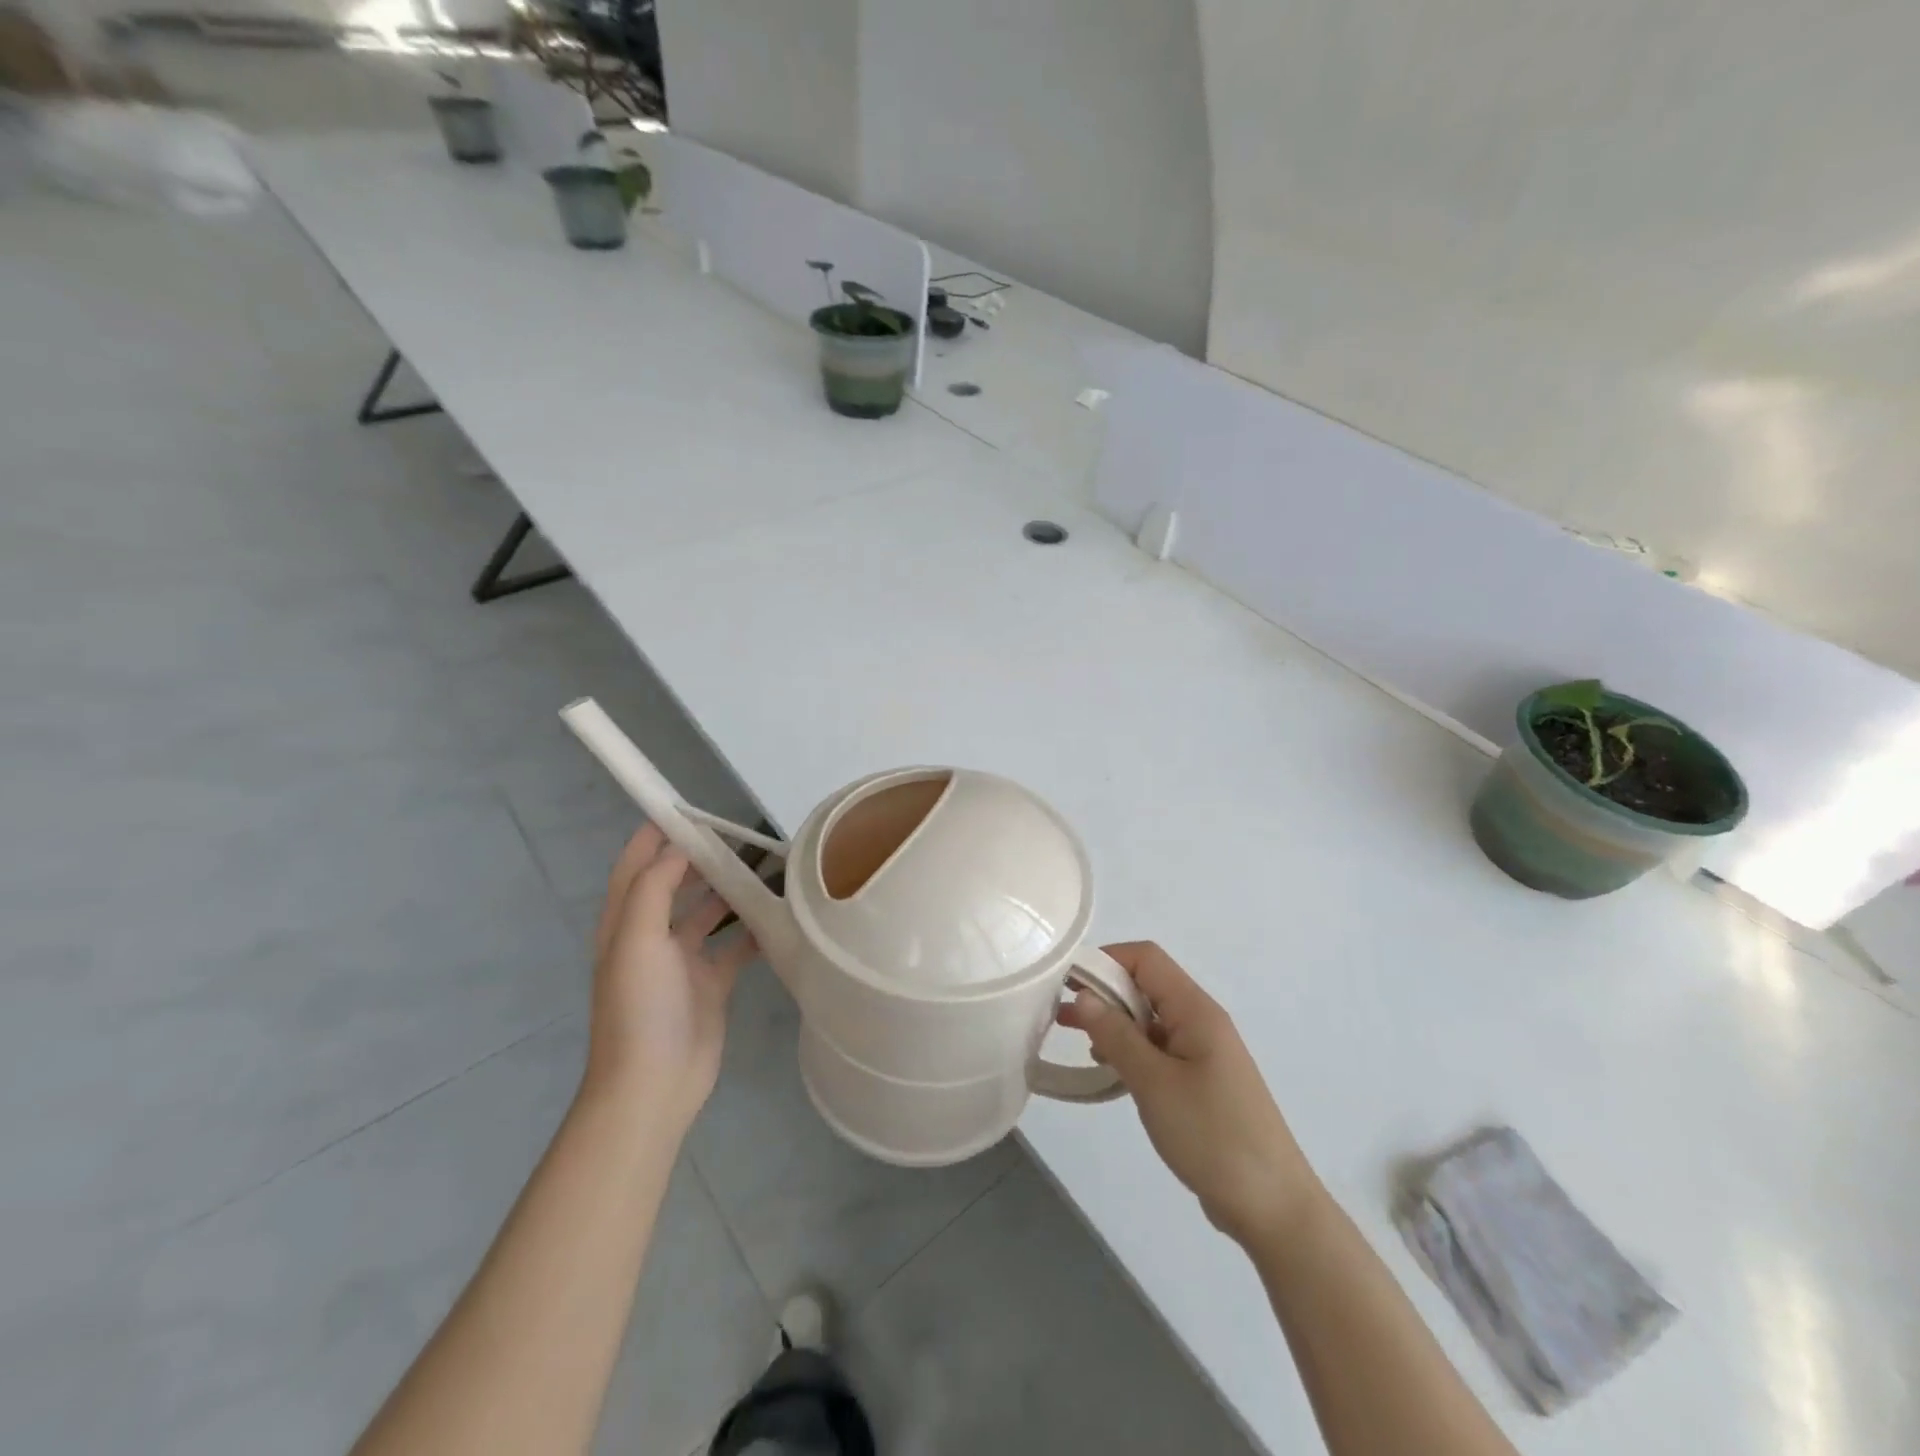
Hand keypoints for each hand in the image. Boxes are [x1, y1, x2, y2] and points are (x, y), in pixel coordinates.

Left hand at [582, 824, 756, 1134]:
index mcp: (625, 923)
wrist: (653, 1085)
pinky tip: (780, 914)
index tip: (687, 807)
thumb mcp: (636, 939)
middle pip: (675, 884)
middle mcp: (652, 936)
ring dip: (729, 890)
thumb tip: (678, 847)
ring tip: (765, 865)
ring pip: (708, 912)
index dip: (654, 836)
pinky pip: (735, 947)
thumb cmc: (640, 1007)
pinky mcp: (711, 984)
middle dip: (700, 858)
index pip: (636, 866)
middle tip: (740, 834)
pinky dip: (753, 929)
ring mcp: (683, 962)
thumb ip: (654, 888)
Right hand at [1059, 942, 1320, 1245]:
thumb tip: (1083, 995)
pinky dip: (1130, 1049)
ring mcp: (1202, 1052)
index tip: (1066, 983)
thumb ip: (1116, 1035)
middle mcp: (1200, 1021)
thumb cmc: (1212, 1134)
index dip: (1105, 960)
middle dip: (1103, 991)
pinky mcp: (1200, 1081)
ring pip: (1149, 1018)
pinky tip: (1107, 1068)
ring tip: (1073, 1038)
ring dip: (1113, 1022)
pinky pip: (1158, 1049)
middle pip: (1146, 985)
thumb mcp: (1154, 1082)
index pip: (1146, 958)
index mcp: (1195, 1010)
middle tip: (1060, 1013)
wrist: (1272, 1207)